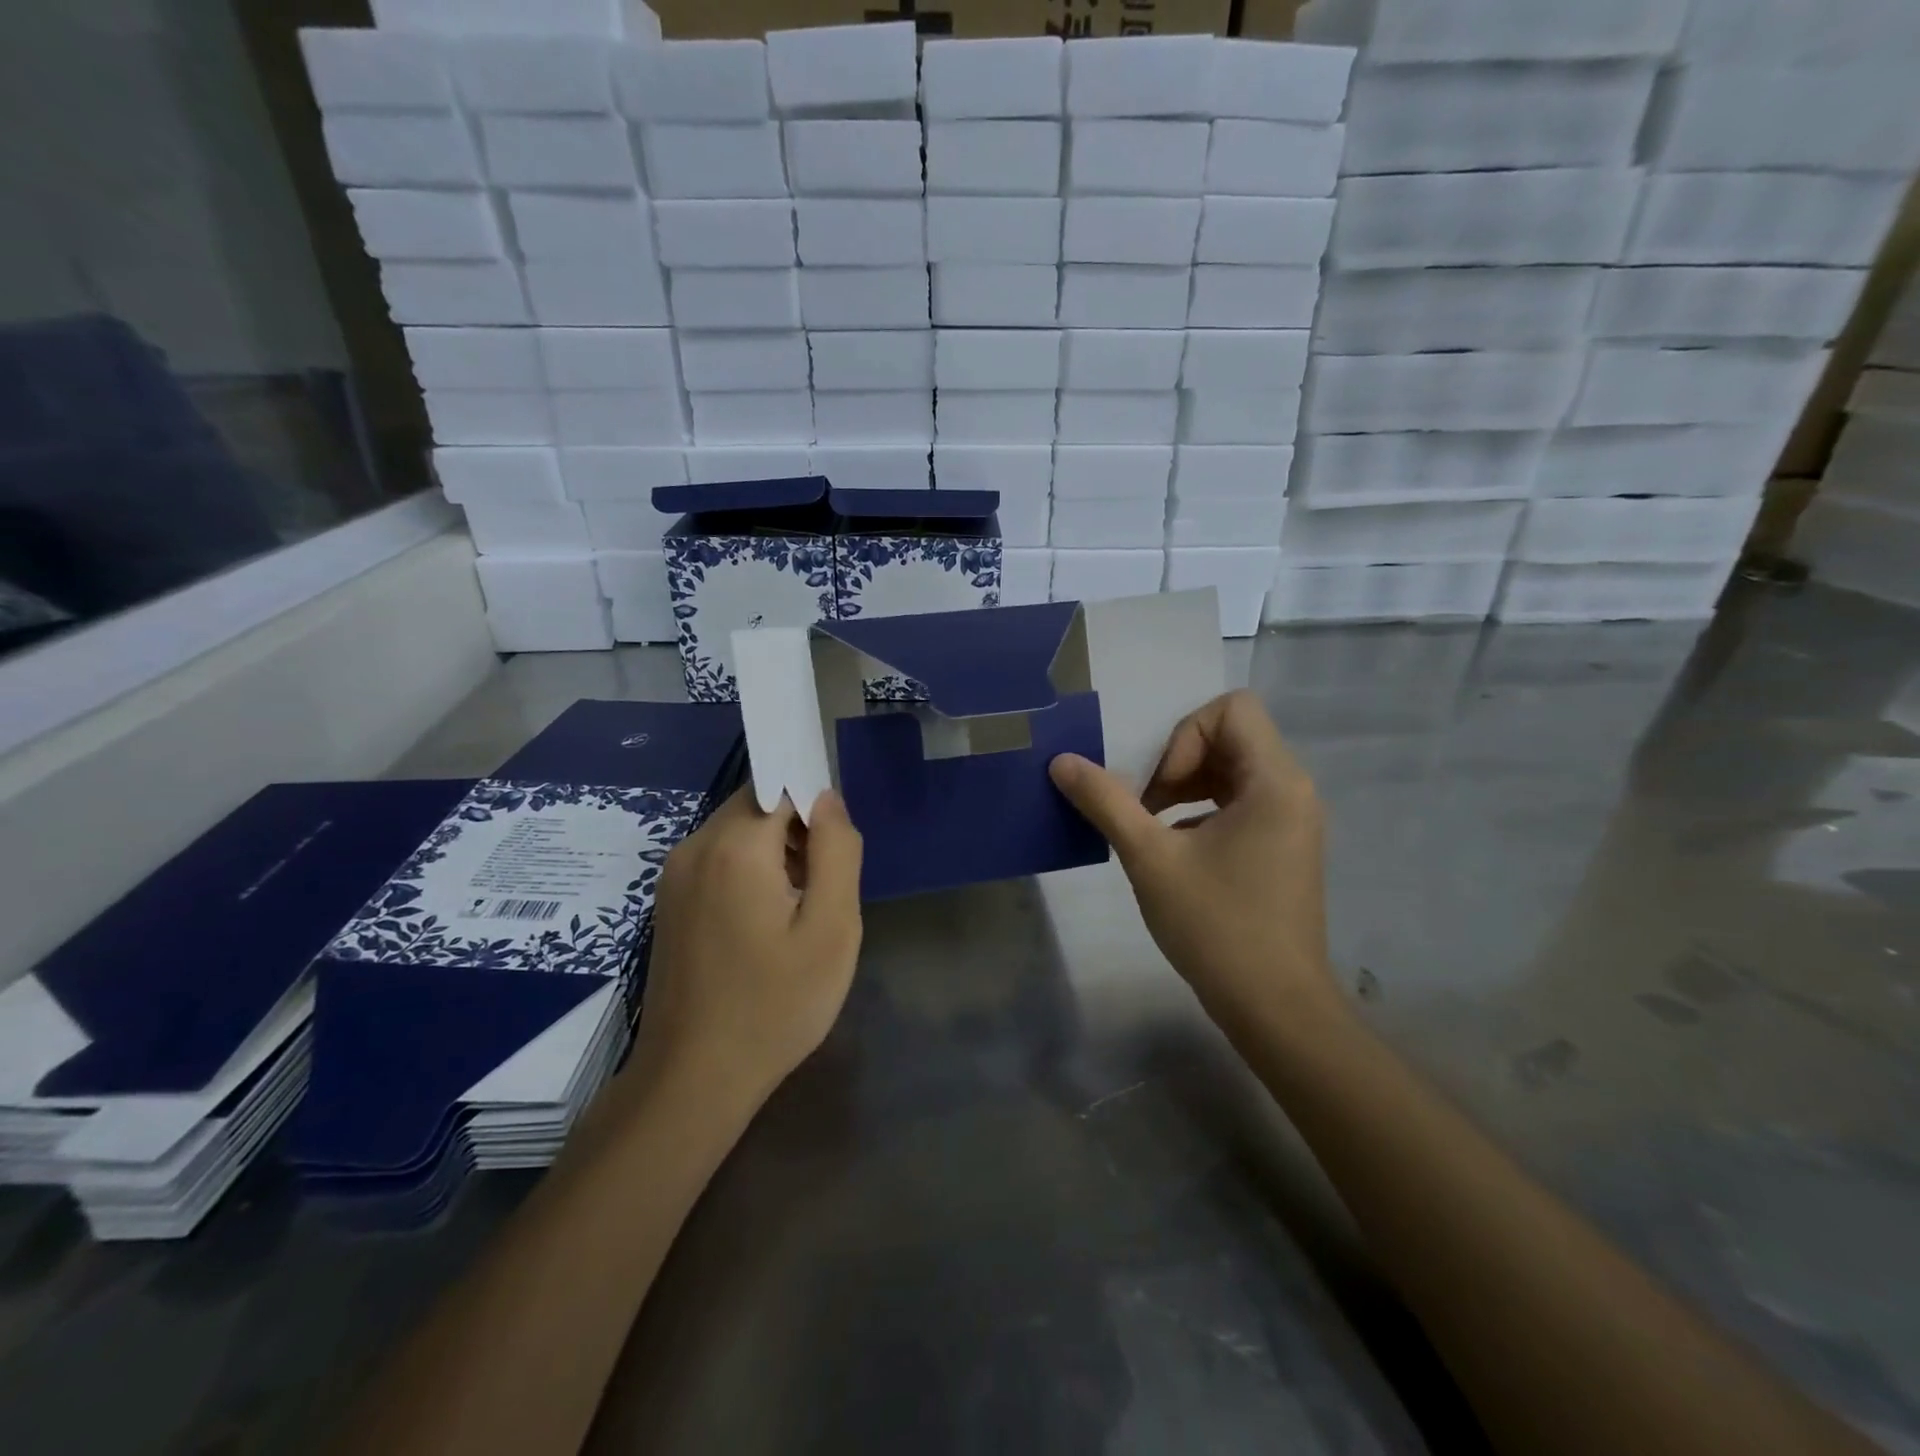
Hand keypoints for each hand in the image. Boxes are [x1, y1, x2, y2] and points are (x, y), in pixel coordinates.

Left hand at [632, 787, 863, 1111]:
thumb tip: (828, 798)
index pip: (781, 784)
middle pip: (757, 805)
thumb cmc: (775, 1005)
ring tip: (800, 910)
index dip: (816, 807)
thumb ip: (837, 851)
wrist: (693, 1079)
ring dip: (775, 852)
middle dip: (797, 830)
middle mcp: (694, 847)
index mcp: (734, 846)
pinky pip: (719, 860)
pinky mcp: (669, 901)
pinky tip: (767, 923)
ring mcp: (675, 875)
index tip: (836, 853)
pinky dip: (750, 871)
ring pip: (738, 832)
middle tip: (824, 888)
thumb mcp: (831, 929)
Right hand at [1049, 690, 1338, 1037]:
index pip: (1232, 709)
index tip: (1161, 789)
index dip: (1184, 736)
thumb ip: (1105, 802)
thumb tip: (1062, 762)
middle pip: (1232, 736)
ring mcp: (1293, 821)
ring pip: (1235, 770)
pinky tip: (1177, 851)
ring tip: (1155, 828)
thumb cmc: (1217, 927)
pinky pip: (1243, 802)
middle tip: (1147, 807)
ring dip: (1187, 786)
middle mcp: (1293, 791)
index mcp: (1275, 782)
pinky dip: (1204, 810)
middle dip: (1179, 762)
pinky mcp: (1285, 847)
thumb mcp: (1150, 858)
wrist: (1276, 1008)